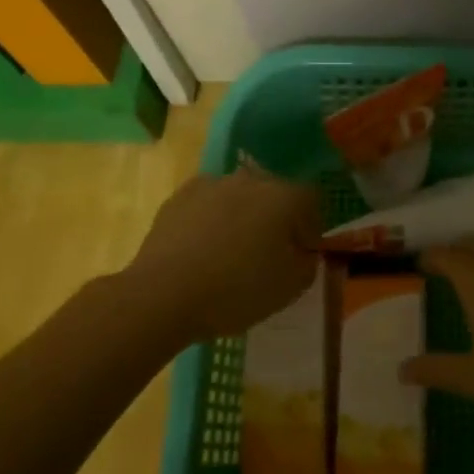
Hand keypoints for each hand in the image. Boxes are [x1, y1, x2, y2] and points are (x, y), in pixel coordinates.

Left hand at [125, 170, 319, 340]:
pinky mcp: (179, 196)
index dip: (311, 226)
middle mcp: (250, 180)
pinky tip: (202, 249)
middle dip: (276, 217)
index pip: (311, 200)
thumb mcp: (290, 288)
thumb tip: (304, 252)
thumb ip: (308, 264)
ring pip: (239, 196)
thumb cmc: (236, 290)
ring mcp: (211, 184)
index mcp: (283, 197)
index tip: (301, 252)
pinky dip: (211, 219)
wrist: (163, 294)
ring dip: (243, 216)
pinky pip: (208, 204)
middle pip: (274, 193)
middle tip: (269, 252)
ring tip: (231, 251)